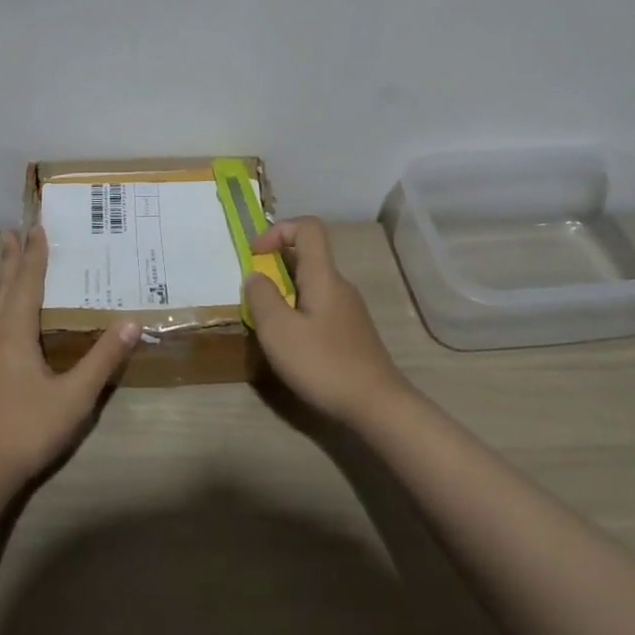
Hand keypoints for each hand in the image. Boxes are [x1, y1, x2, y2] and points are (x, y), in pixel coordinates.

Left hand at [0, 226, 138, 490]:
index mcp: (12, 331)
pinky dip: (1, 306)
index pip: (27, 281)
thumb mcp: (74, 397)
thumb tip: (131, 322)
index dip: (34, 254)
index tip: (37, 226)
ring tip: (10, 265)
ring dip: (4, 281)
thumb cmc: (25, 429)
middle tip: (13, 231)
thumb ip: (102, 359)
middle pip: (2, 287)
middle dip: (11, 259)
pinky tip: (7, 321)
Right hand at [242, 217, 412, 426]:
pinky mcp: (352, 333)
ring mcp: (349, 310)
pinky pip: (320, 308)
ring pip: (312, 285)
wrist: (378, 407)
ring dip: (285, 295)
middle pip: (307, 257)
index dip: (278, 230)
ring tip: (269, 326)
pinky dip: (299, 314)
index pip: (307, 227)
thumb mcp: (278, 331)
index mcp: (323, 275)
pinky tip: (293, 346)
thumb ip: (261, 297)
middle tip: (255, 298)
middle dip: (275, 268)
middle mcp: (339, 285)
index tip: (255, 255)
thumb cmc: (324, 363)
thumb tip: (256, 275)